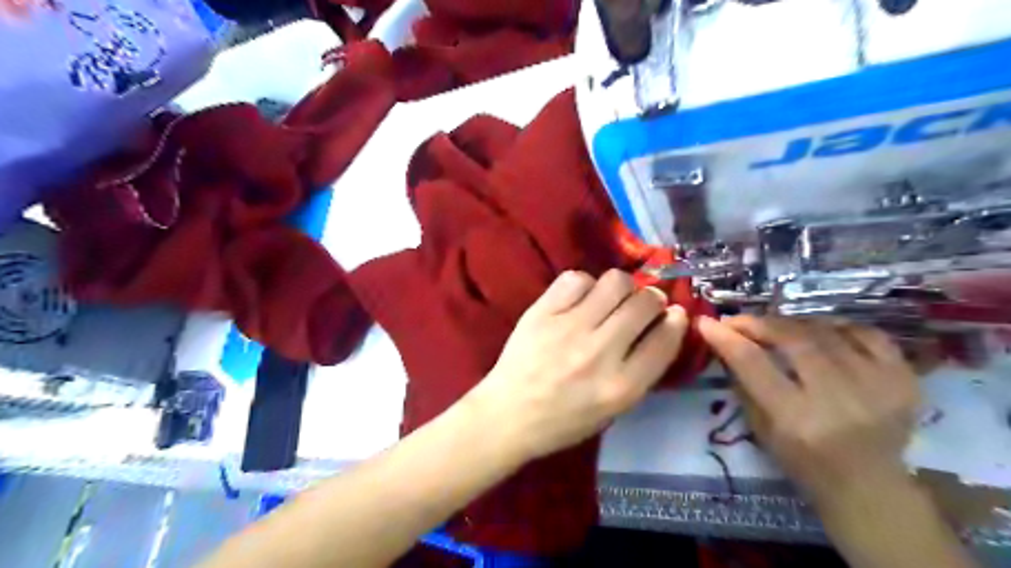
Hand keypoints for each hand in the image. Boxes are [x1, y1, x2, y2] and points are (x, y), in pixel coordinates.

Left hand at [466, 268, 687, 461]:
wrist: (508, 415)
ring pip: (615, 282)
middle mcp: (600, 353)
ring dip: (622, 287)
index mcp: (621, 387)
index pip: (665, 339)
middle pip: (643, 303)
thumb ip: (641, 372)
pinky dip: (585, 284)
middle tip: (642, 304)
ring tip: (612, 298)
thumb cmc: (563, 421)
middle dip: (652, 299)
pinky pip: (576, 279)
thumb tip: (661, 327)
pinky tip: (580, 299)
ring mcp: (569, 328)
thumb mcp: (613, 410)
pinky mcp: (542, 312)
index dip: (675, 320)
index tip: (673, 314)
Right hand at [696, 314, 921, 505]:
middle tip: (739, 321)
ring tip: (776, 326)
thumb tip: (725, 341)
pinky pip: (869, 334)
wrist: (870, 488)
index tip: (706, 322)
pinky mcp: (904, 380)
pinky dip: (839, 326)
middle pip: (793, 339)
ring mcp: (878, 386)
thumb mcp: (760, 429)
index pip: (753, 363)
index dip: (726, 337)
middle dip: (758, 323)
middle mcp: (838, 398)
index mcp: (796, 418)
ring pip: (827, 331)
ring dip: (793, 323)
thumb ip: (743, 383)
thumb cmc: (803, 462)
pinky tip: (822, 332)